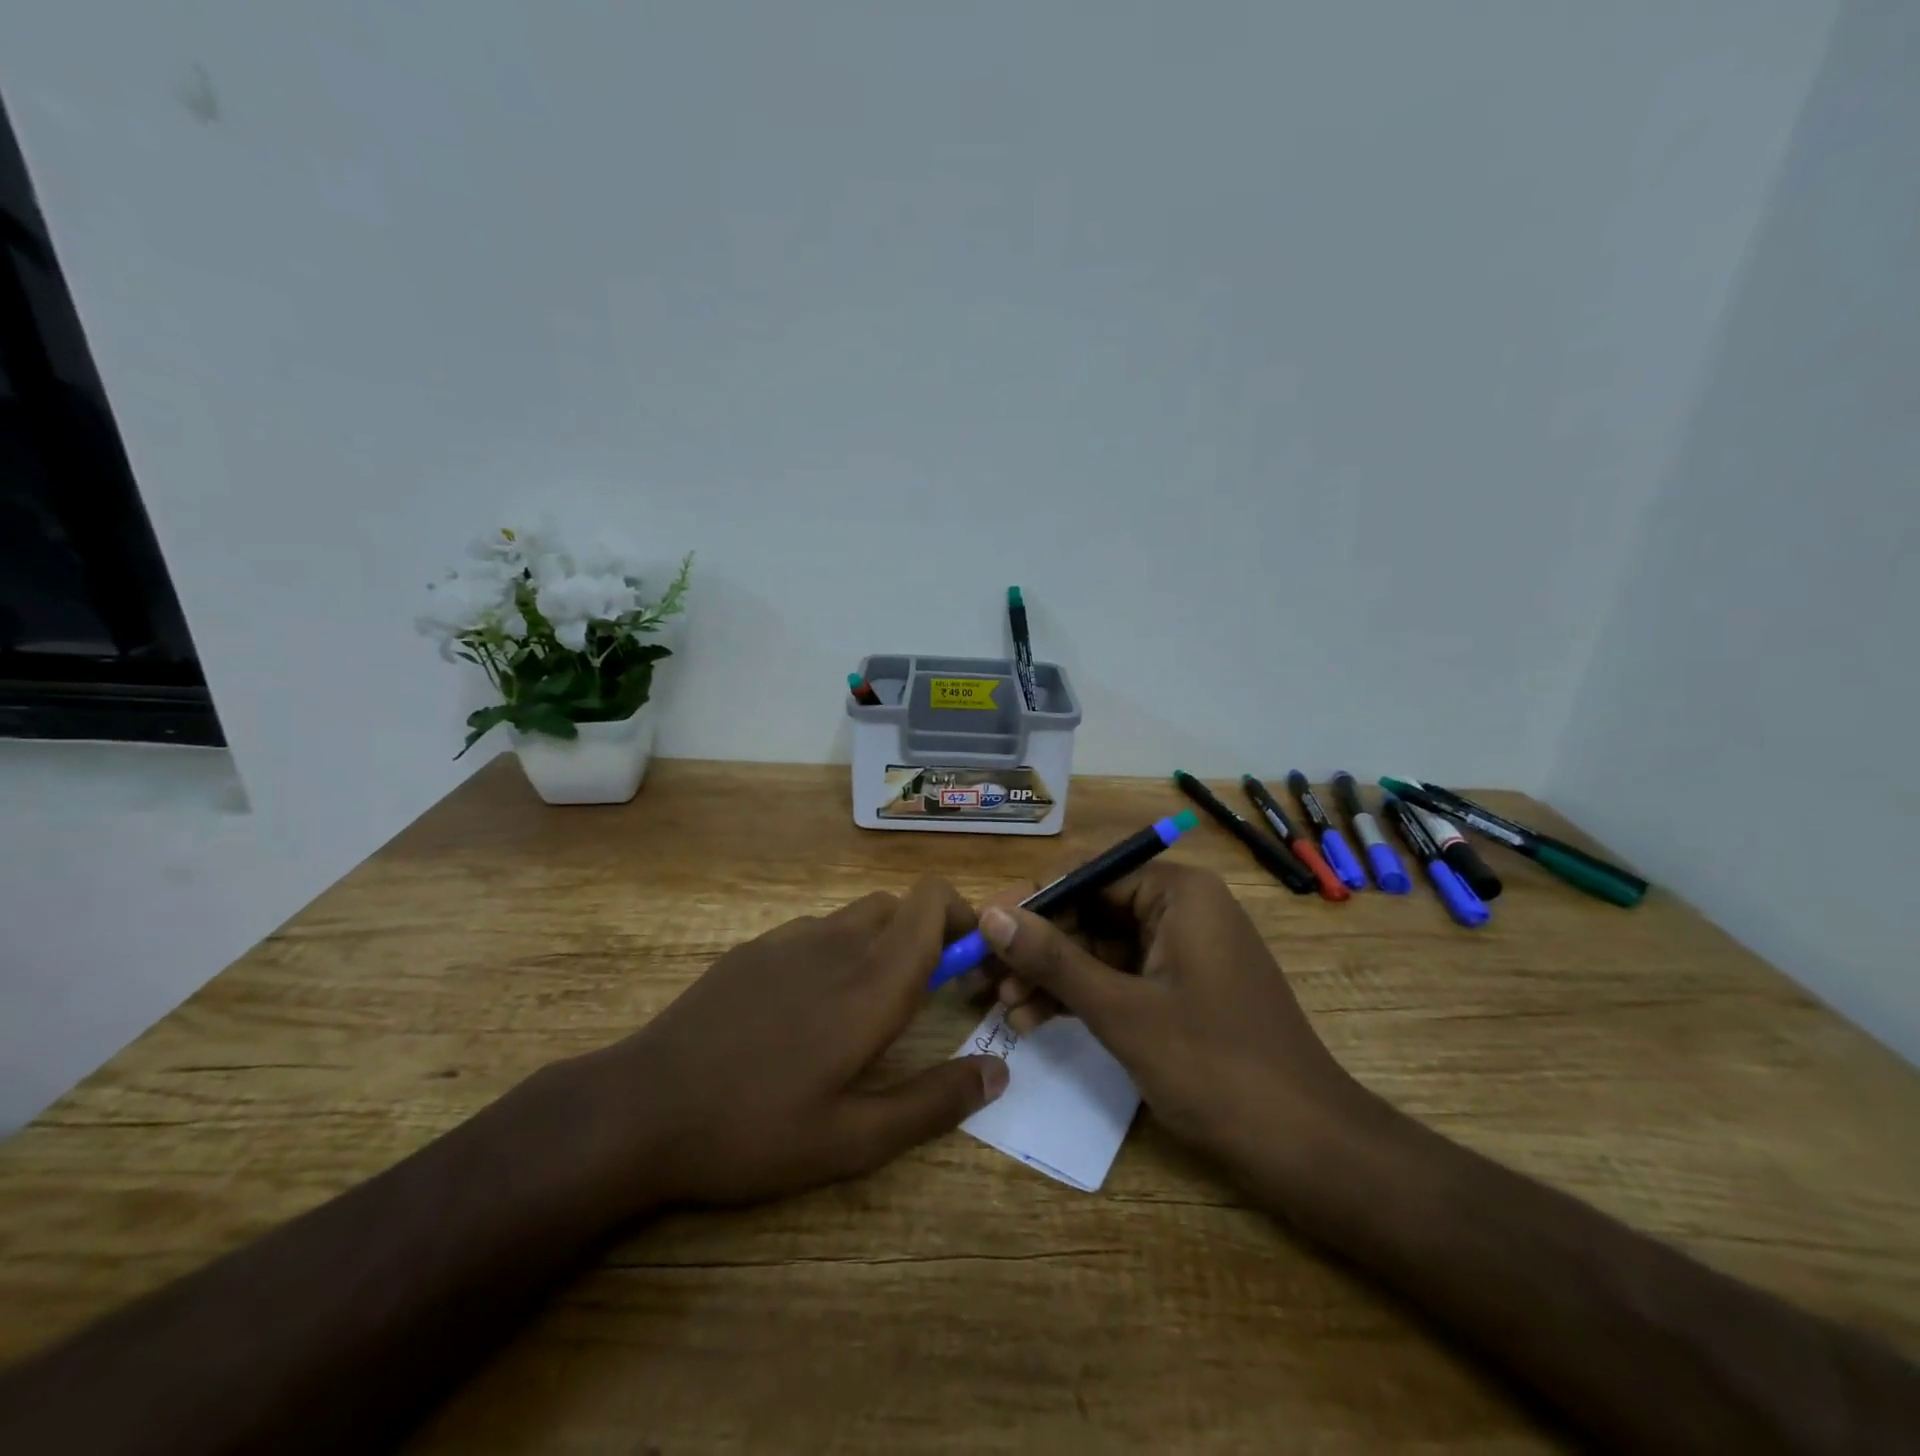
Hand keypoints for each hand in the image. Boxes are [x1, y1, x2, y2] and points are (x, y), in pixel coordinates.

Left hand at [576, 877, 1007, 1209]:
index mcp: (873, 979)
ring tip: (866, 1007)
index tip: (969, 965)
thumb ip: (934, 1102)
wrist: (644, 1106)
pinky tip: (807, 1010)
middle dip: (926, 936)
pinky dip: (836, 951)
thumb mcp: (854, 1139)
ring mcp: (790, 938)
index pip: (932, 901)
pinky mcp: (754, 949)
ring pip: (858, 915)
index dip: (962, 918)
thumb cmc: (756, 1128)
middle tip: (925, 995)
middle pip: (901, 904)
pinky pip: (815, 931)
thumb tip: (998, 1072)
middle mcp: (838, 941)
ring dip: (881, 943)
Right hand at [976, 863, 1372, 1191]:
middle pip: (1091, 911)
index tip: (982, 929)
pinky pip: (1121, 977)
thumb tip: (990, 913)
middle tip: (983, 978)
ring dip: (1053, 977)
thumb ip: (1053, 959)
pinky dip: (1082, 997)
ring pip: (1100, 948)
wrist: (1306, 1147)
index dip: (1031, 902)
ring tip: (1005, 1009)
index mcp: (1178, 892)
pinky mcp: (1182, 988)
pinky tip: (1038, 1022)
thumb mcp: (1121, 1010)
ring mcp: (1183, 950)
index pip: (1087, 875)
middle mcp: (1181, 908)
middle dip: (1037, 947)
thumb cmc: (1213, 1066)